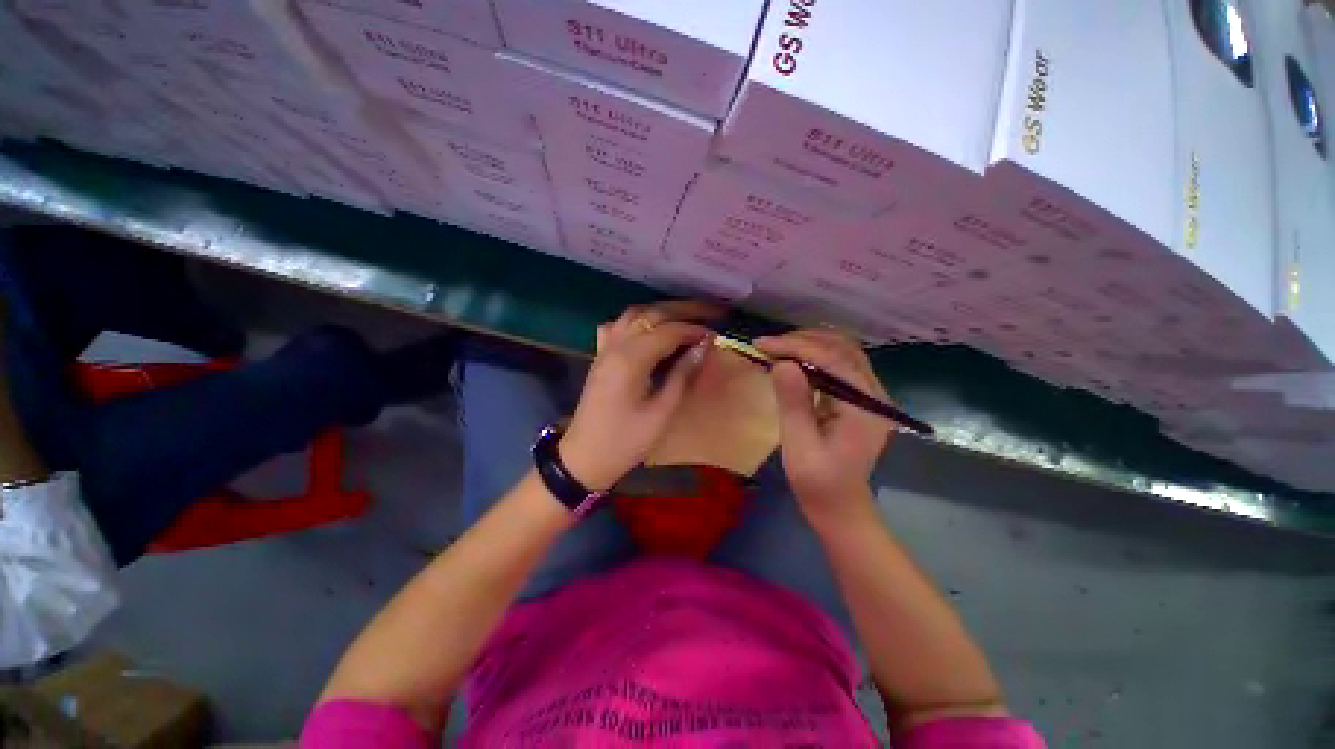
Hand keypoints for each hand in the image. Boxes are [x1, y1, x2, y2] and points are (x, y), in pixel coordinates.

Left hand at [560, 302, 721, 489]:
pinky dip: (638, 321)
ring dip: (661, 311)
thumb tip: (703, 347)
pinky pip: (618, 326)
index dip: (694, 330)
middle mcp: (615, 345)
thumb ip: (682, 375)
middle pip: (651, 314)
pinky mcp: (600, 356)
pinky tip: (648, 328)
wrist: (585, 457)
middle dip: (683, 310)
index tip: (716, 335)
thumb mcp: (661, 412)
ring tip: (686, 316)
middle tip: (711, 312)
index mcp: (630, 360)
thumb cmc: (626, 441)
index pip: (668, 331)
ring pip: (634, 315)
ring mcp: (605, 349)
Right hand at [755, 330, 893, 517]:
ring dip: (808, 344)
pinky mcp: (859, 397)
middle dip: (802, 341)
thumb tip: (782, 363)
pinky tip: (792, 360)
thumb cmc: (817, 482)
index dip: (796, 347)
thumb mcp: (799, 445)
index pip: (834, 359)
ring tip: (776, 349)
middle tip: (768, 346)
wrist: (840, 504)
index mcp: (865, 408)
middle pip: (843, 348)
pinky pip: (839, 363)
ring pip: (842, 351)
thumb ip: (793, 403)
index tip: (763, 345)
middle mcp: (875, 394)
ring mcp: (870, 394)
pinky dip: (814, 355)